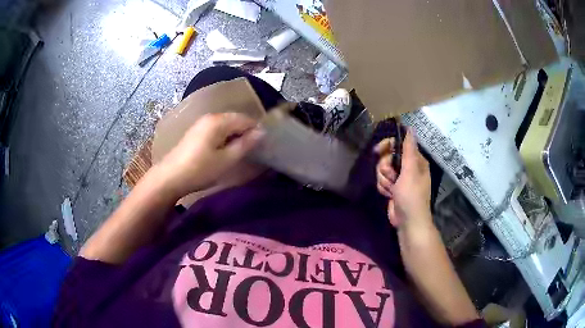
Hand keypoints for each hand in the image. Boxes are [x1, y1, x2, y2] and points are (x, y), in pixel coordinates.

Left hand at [156, 112, 262, 197]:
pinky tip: (225, 150)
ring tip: (241, 151)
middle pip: (235, 119)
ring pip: (226, 125)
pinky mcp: (196, 132)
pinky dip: (225, 137)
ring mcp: (201, 123)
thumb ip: (245, 144)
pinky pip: (217, 129)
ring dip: (235, 135)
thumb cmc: (200, 170)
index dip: (256, 131)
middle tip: (253, 150)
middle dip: (246, 132)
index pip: (246, 119)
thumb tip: (261, 132)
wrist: (170, 177)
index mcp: (219, 121)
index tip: (263, 146)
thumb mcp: (226, 160)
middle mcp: (210, 117)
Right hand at [374, 129, 431, 228]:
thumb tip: (410, 129)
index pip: (398, 144)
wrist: (408, 222)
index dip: (387, 146)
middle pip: (387, 157)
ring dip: (384, 180)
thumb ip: (409, 150)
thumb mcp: (410, 171)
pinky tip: (389, 195)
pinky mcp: (392, 188)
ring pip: (382, 170)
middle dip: (385, 168)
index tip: (378, 151)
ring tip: (392, 189)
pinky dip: (383, 187)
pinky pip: (381, 180)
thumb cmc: (411, 196)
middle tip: (392, 177)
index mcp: (415, 160)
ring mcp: (399, 178)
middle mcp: (408, 167)